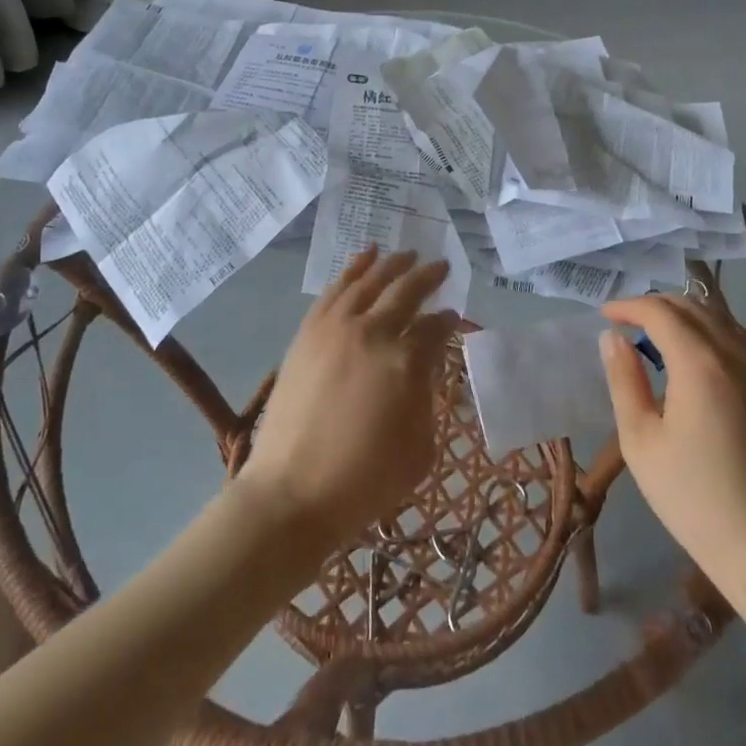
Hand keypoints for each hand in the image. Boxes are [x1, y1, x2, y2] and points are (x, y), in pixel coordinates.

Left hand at [239, 247, 458, 544]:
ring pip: (369, 280)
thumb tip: (424, 369)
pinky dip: (354, 268)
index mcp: (406, 361)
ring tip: (407, 253)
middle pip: (406, 291)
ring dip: (392, 264)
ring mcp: (336, 327)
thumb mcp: (419, 449)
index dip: (448, 321)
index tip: (453, 317)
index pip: (435, 328)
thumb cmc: (364, 480)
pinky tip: (366, 257)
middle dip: (428, 276)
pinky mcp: (309, 331)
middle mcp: (372, 332)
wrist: (292, 492)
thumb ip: (428, 399)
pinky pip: (335, 289)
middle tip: (441, 266)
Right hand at [598, 291, 745, 592]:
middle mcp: (737, 354)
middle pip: (692, 307)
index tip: (606, 317)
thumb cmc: (690, 496)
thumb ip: (624, 380)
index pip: (659, 312)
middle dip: (655, 306)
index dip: (628, 306)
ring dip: (688, 314)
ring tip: (663, 333)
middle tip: (628, 324)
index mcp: (699, 364)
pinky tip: (713, 342)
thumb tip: (614, 337)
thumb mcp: (640, 440)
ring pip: (722, 317)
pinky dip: (727, 327)